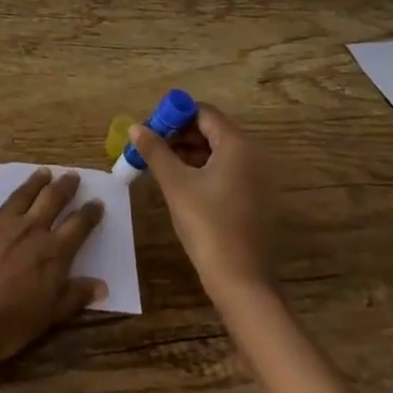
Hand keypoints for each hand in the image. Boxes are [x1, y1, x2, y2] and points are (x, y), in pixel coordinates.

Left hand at [0, 149, 105, 361]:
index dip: (90, 214)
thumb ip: (75, 296)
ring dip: (36, 181)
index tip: (97, 203)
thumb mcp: (49, 317)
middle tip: (73, 176)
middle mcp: (31, 228)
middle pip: (53, 201)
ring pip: (23, 193)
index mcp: (53, 252)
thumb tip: (103, 285)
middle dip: (65, 188)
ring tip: (45, 171)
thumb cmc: (7, 323)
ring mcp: (1, 219)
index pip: (79, 226)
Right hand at [130, 103, 277, 301]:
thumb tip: (135, 127)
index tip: (150, 128)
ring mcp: (257, 177)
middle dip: (179, 134)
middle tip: (150, 147)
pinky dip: (203, 168)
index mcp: (237, 145)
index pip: (204, 113)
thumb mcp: (175, 184)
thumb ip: (155, 150)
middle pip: (212, 130)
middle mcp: (253, 154)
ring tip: (160, 164)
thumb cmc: (207, 224)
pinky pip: (227, 169)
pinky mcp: (256, 196)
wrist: (240, 279)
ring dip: (189, 152)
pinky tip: (180, 182)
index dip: (174, 115)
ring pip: (218, 151)